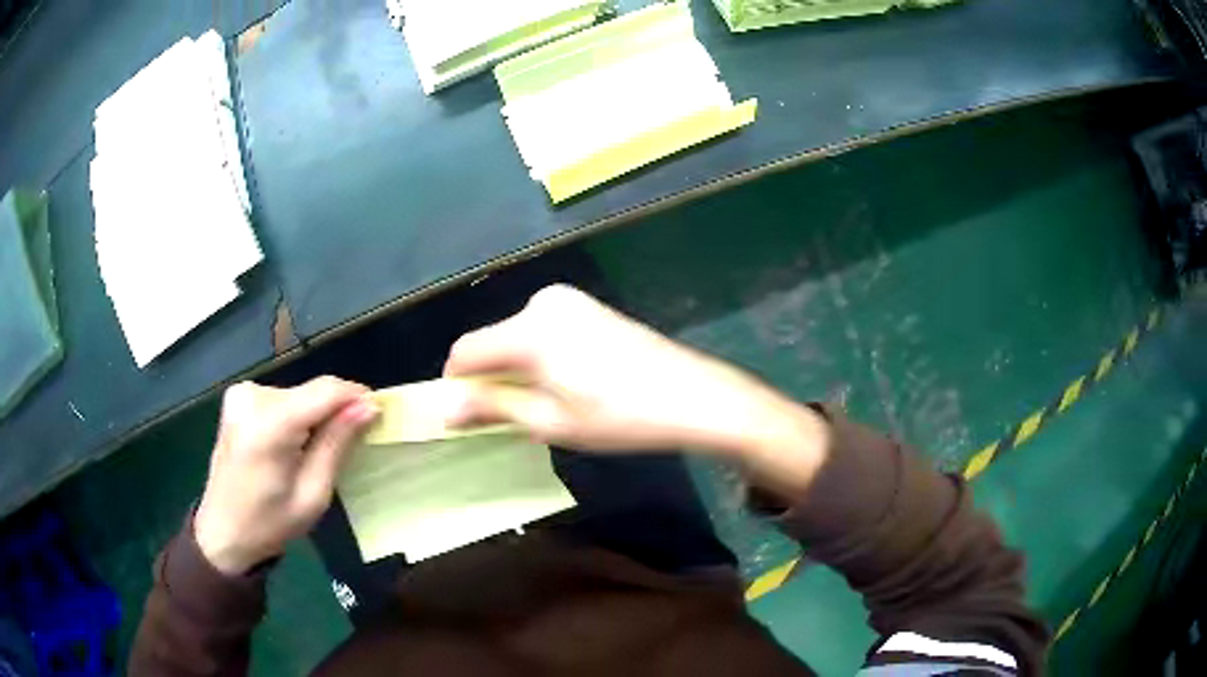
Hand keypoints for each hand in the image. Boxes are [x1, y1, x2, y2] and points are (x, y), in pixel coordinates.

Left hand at [194, 377, 377, 575]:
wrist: (223, 531)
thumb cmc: (271, 523)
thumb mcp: (313, 494)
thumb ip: (337, 444)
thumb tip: (369, 406)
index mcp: (269, 424)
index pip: (326, 391)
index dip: (357, 397)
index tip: (380, 415)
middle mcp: (253, 396)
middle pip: (312, 392)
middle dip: (336, 412)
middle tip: (349, 447)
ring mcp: (242, 393)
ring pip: (299, 394)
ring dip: (316, 416)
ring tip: (317, 452)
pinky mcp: (238, 397)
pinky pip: (283, 398)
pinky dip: (297, 416)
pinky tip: (294, 443)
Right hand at [445, 285, 829, 492]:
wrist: (693, 396)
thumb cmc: (620, 416)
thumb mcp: (551, 422)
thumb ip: (493, 408)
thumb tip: (446, 409)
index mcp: (529, 330)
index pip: (465, 350)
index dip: (456, 383)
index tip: (465, 415)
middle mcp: (543, 303)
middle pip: (492, 342)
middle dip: (491, 379)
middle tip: (516, 419)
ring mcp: (569, 301)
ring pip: (516, 337)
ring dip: (517, 369)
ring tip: (550, 404)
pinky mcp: (588, 306)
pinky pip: (542, 331)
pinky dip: (539, 357)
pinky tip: (571, 383)